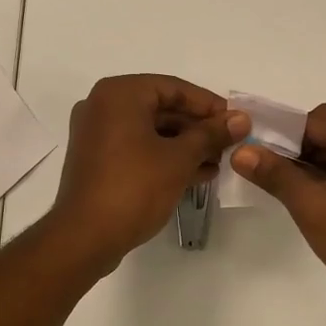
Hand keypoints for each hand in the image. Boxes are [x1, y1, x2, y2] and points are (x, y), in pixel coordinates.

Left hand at [49, 75, 249, 272]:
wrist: (85, 237)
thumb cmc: (134, 187)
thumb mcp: (179, 159)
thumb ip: (211, 134)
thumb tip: (241, 119)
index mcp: (119, 94)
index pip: (174, 88)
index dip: (208, 105)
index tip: (235, 121)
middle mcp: (103, 106)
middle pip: (161, 108)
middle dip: (198, 128)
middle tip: (229, 144)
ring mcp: (96, 134)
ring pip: (150, 131)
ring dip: (185, 145)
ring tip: (218, 162)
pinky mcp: (97, 160)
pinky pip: (137, 148)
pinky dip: (164, 157)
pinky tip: (196, 174)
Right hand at [231, 104, 325, 303]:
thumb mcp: (310, 205)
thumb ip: (274, 174)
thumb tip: (241, 152)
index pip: (313, 120)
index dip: (281, 138)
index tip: (259, 160)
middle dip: (300, 153)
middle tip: (274, 179)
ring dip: (319, 166)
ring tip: (296, 193)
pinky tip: (325, 202)